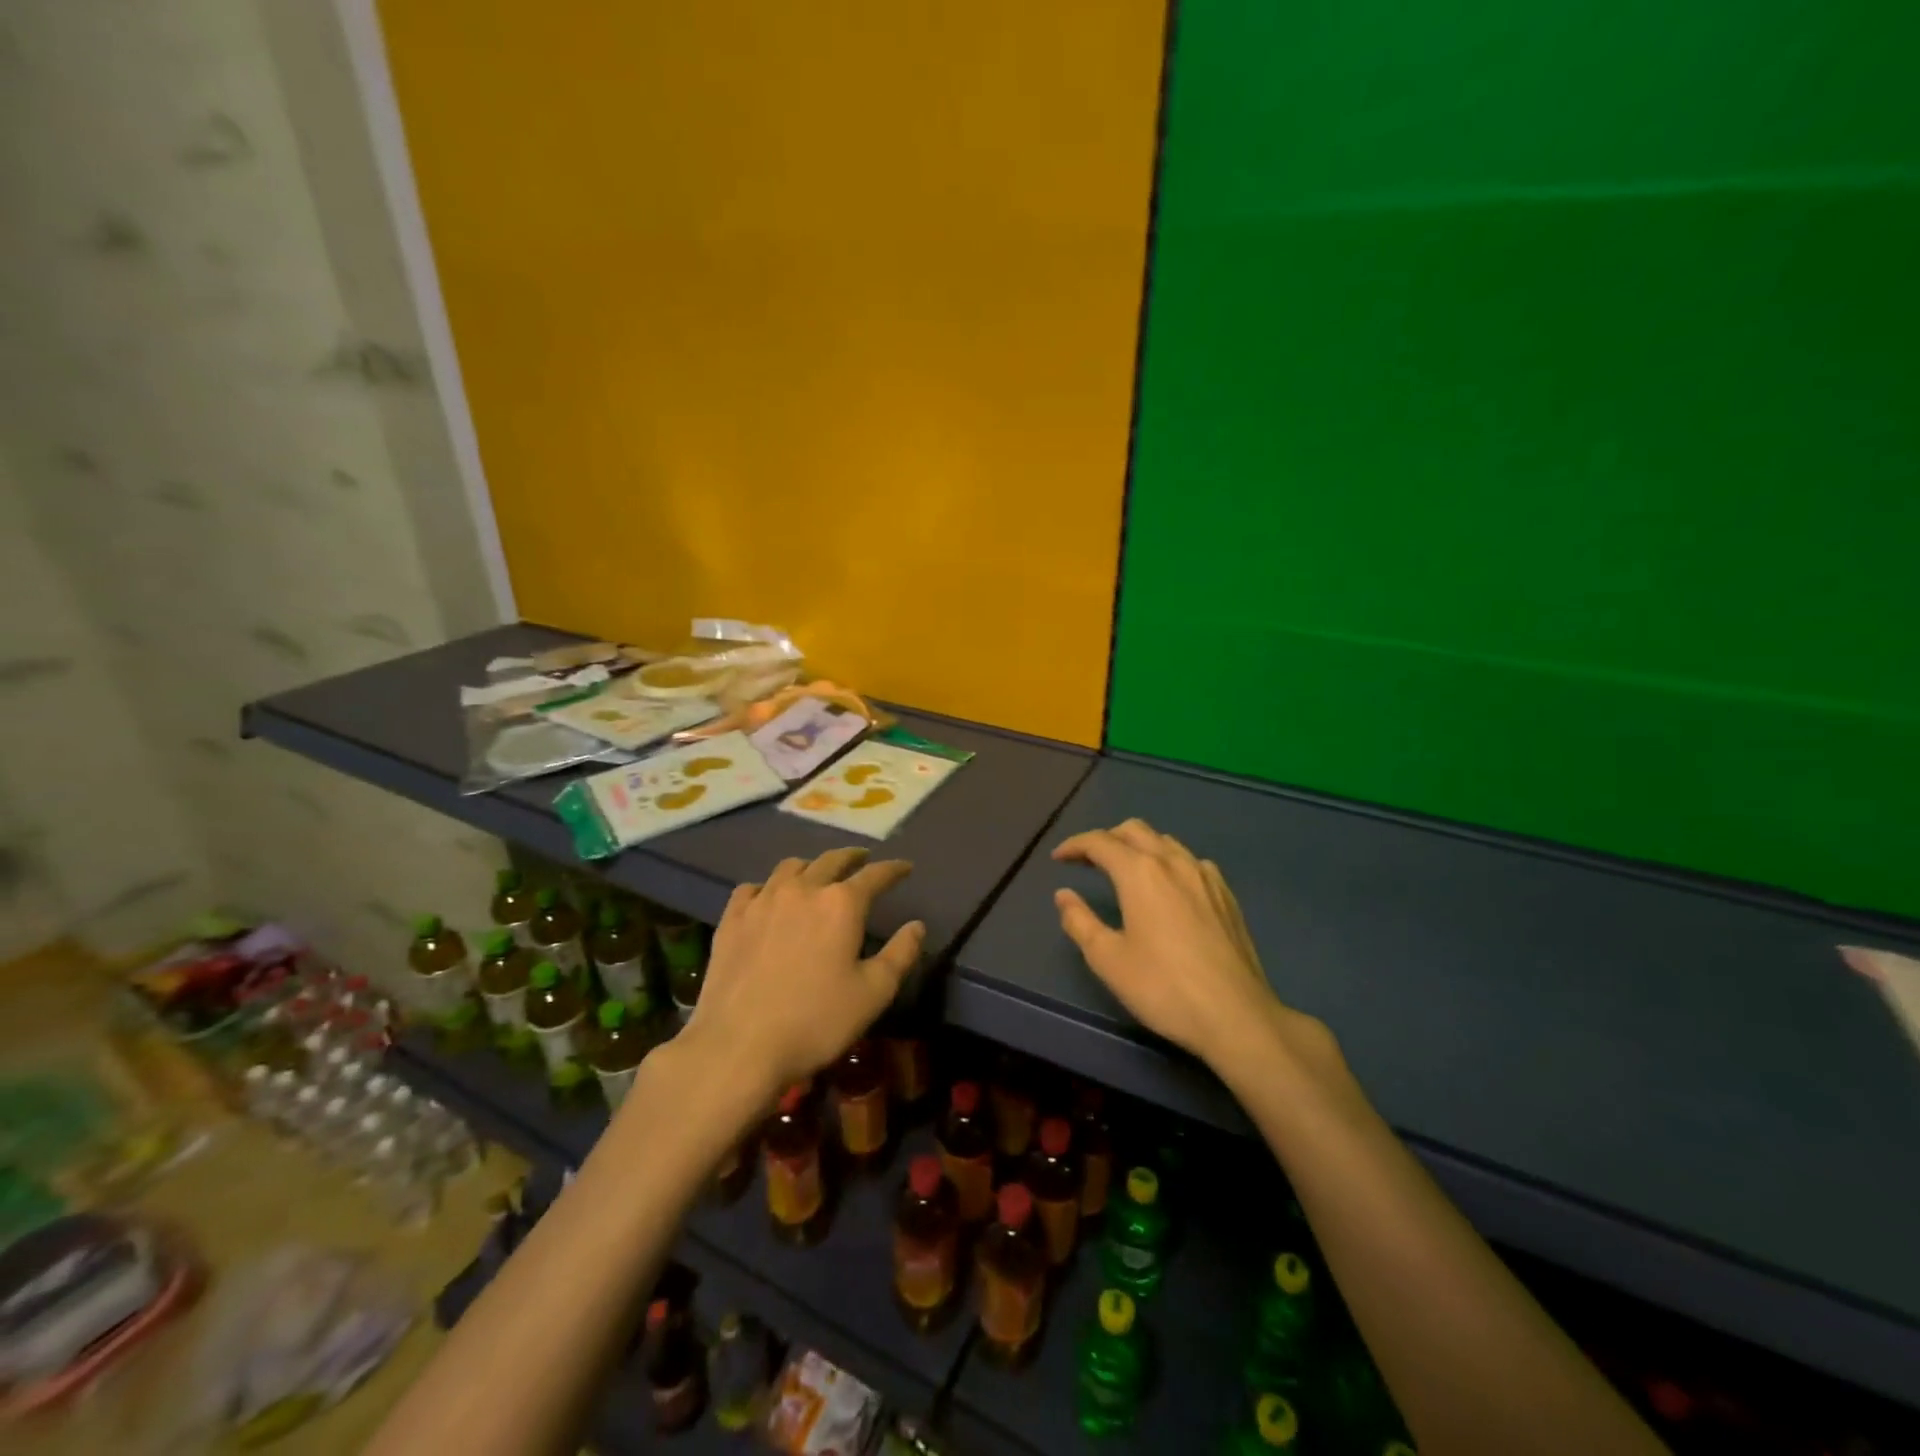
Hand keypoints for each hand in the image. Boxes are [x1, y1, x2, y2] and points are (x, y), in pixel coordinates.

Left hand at [685, 848, 923, 1097]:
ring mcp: (763, 900)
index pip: (875, 875)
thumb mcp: (873, 994)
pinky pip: (752, 888)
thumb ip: (900, 954)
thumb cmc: (816, 1021)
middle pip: (832, 860)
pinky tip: (768, 899)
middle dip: (852, 857)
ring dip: (811, 866)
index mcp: (842, 904)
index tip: (905, 867)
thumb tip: (917, 926)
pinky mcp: (732, 918)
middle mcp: (803, 889)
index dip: (894, 869)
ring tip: (817, 875)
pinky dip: (767, 887)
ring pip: (791, 867)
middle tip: (862, 859)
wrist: (738, 1046)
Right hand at [1053, 819, 1297, 1070]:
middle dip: (1106, 838)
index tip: (1058, 858)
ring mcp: (1205, 875)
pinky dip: (1169, 862)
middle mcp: (1173, 862)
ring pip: (1165, 841)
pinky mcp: (1226, 894)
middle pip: (1134, 830)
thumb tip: (1064, 896)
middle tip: (1088, 861)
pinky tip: (1169, 888)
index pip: (1100, 842)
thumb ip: (1080, 922)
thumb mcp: (1108, 959)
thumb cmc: (1163, 987)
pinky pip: (1191, 861)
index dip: (1075, 846)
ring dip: (1139, 847)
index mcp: (1140, 872)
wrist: (1236, 1015)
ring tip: (1125, 872)